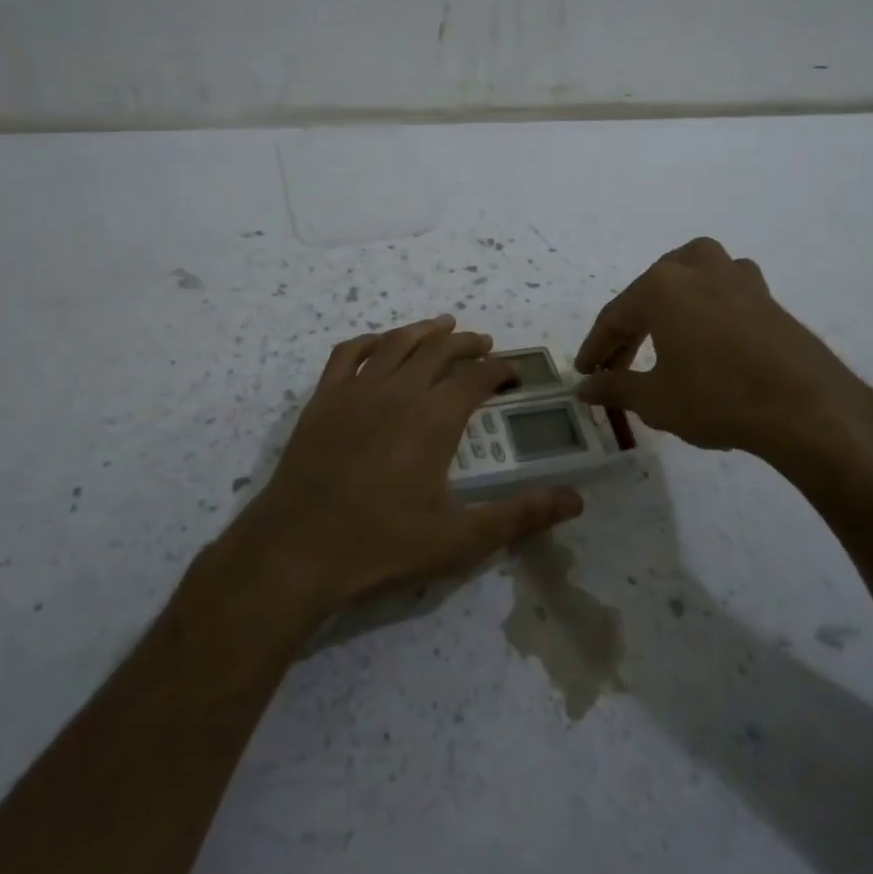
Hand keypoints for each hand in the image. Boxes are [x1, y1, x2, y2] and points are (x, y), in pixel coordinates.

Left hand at [226, 316, 583, 614]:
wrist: (298, 547)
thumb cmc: (382, 543)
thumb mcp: (460, 538)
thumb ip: (518, 515)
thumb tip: (574, 500)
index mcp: (434, 418)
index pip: (476, 378)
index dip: (499, 370)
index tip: (512, 373)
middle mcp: (399, 391)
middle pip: (439, 350)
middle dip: (466, 343)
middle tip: (483, 343)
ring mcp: (357, 390)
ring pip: (396, 343)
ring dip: (423, 331)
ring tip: (442, 326)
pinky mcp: (323, 399)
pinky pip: (347, 353)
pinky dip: (369, 341)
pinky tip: (378, 343)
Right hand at [575, 237, 872, 496]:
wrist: (807, 407)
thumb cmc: (718, 398)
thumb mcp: (656, 399)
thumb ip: (615, 388)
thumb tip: (585, 387)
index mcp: (661, 285)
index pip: (615, 317)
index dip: (596, 348)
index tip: (583, 373)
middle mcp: (696, 267)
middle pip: (648, 296)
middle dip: (628, 333)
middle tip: (615, 368)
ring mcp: (736, 275)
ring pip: (686, 283)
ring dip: (666, 311)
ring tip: (658, 342)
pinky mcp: (765, 294)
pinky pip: (720, 293)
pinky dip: (702, 311)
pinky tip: (705, 337)